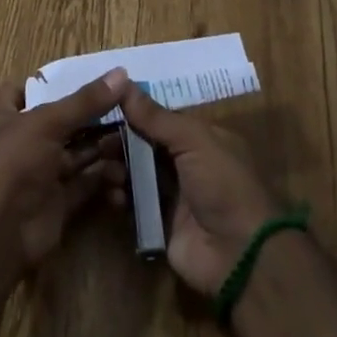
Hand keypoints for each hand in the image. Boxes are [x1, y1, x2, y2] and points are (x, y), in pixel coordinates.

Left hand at [0, 69, 130, 273]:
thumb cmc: (12, 162)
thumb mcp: (47, 122)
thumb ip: (85, 101)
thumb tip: (121, 73)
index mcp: (5, 114)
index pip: (30, 89)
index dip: (60, 83)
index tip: (97, 77)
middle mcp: (22, 141)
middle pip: (64, 122)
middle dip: (96, 117)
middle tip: (132, 108)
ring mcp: (40, 173)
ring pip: (79, 153)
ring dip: (105, 149)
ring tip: (137, 142)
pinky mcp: (57, 203)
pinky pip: (86, 185)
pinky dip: (106, 181)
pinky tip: (125, 179)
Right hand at [121, 85, 282, 294]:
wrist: (239, 255)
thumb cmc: (222, 184)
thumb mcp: (193, 141)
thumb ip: (156, 116)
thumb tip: (123, 81)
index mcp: (201, 139)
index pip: (161, 119)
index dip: (135, 112)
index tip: (104, 106)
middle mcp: (187, 164)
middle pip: (146, 145)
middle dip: (122, 141)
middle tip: (97, 140)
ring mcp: (174, 195)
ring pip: (138, 173)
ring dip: (119, 167)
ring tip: (103, 167)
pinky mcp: (160, 224)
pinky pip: (135, 204)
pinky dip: (122, 196)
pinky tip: (112, 193)